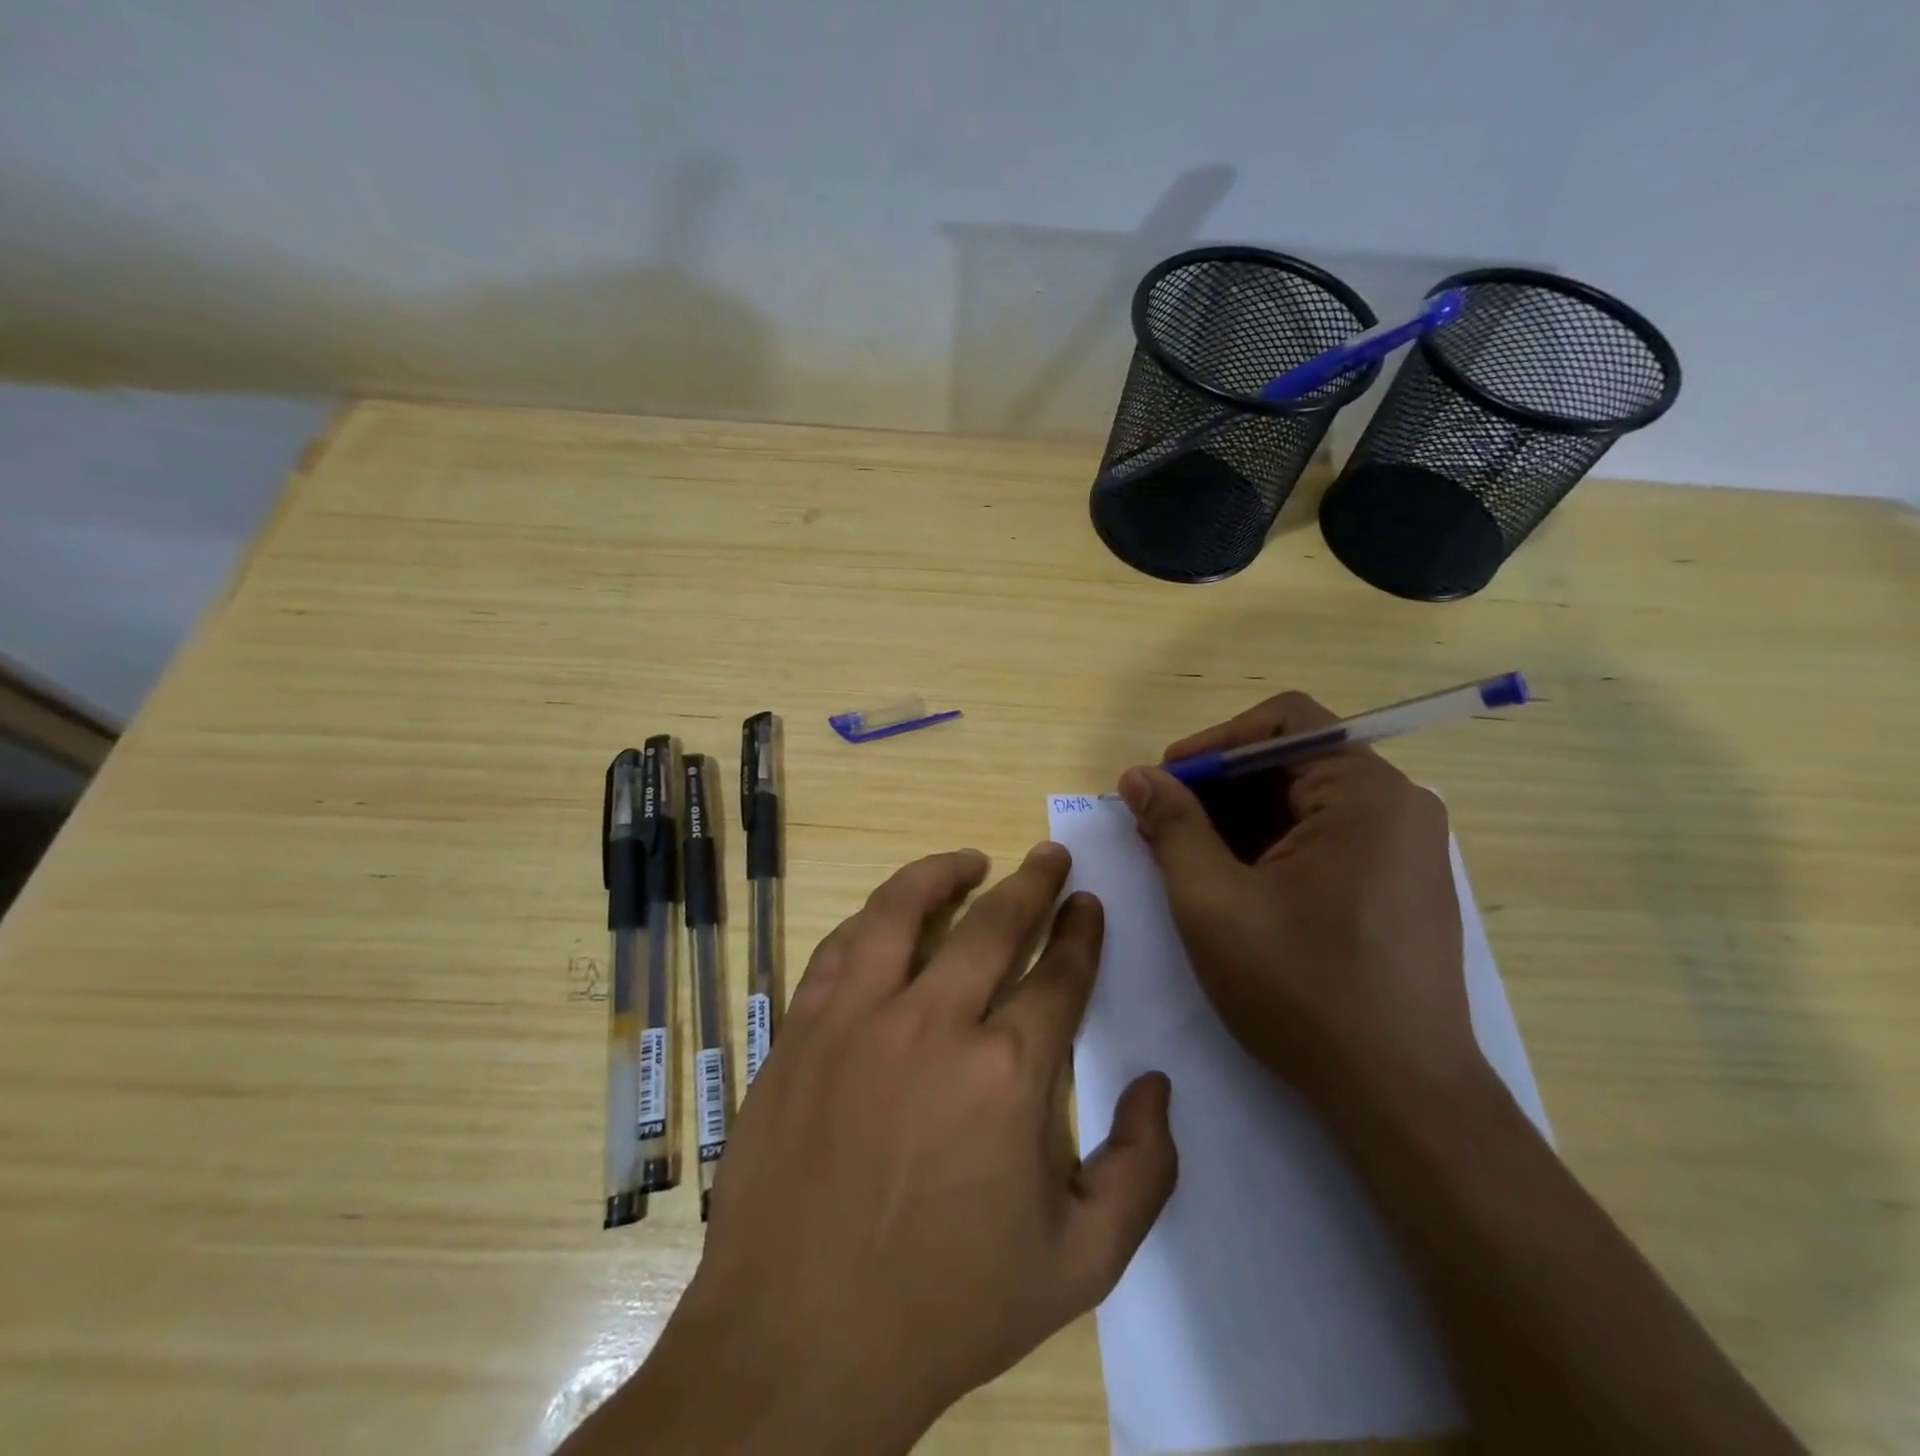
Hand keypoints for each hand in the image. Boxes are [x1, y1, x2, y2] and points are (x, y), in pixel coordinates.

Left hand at [603, 845, 1176, 1455]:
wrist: (800, 1342)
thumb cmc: (949, 1306)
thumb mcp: (1081, 1263)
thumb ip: (1142, 1170)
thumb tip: (1158, 1086)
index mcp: (1009, 1072)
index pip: (1060, 973)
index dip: (1082, 932)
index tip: (1089, 904)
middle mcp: (934, 1023)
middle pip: (995, 922)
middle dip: (1033, 881)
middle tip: (1050, 855)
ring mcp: (857, 1018)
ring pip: (903, 910)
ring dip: (942, 873)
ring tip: (969, 861)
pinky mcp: (801, 1028)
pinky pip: (840, 947)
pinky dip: (871, 919)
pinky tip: (887, 917)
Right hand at [1117, 691, 1484, 1114]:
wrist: (1400, 1097)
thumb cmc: (1301, 991)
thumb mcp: (1213, 903)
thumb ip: (1171, 827)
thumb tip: (1138, 776)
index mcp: (1364, 794)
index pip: (1283, 722)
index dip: (1213, 743)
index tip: (1163, 782)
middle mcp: (1397, 806)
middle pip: (1291, 761)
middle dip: (1218, 787)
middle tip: (1160, 824)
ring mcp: (1405, 847)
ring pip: (1304, 802)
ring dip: (1238, 819)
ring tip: (1185, 858)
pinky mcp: (1400, 883)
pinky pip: (1325, 837)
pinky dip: (1270, 846)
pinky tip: (1230, 883)